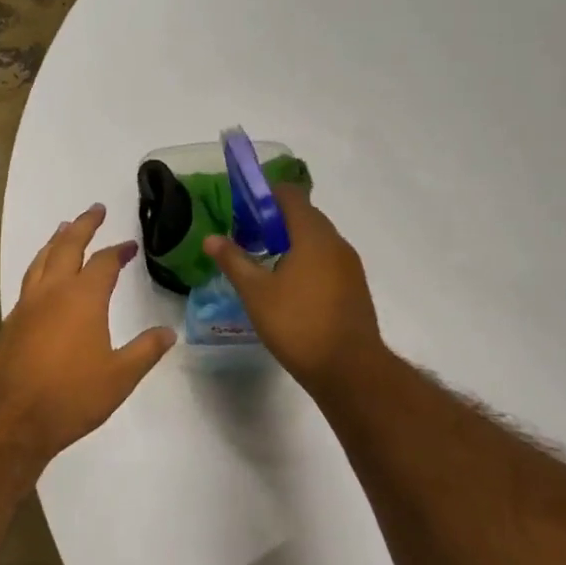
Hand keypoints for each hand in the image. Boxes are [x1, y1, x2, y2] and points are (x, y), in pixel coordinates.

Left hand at [0, 203, 176, 457]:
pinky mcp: (11, 320)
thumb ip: (145, 351)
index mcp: (83, 298)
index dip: (118, 251)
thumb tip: (168, 332)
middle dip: (83, 225)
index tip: (130, 246)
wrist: (11, 417)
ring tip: (64, 228)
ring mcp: (27, 304)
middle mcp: (53, 291)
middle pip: (67, 246)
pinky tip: (43, 274)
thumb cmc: (71, 395)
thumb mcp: (120, 377)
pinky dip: (40, 264)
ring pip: (42, 258)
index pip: (104, 262)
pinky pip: (29, 278)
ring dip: (56, 240)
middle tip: (95, 209)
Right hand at [204, 187, 383, 394]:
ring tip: (264, 265)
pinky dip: (306, 261)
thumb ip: (233, 260)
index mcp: (313, 235)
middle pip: (303, 215)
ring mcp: (349, 265)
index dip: (263, 196)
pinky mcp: (354, 286)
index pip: (289, 195)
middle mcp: (336, 242)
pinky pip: (326, 259)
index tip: (241, 213)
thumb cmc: (297, 324)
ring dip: (290, 242)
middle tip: (247, 240)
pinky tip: (288, 287)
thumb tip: (211, 238)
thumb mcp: (256, 293)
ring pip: (316, 239)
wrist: (349, 369)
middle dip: (273, 221)